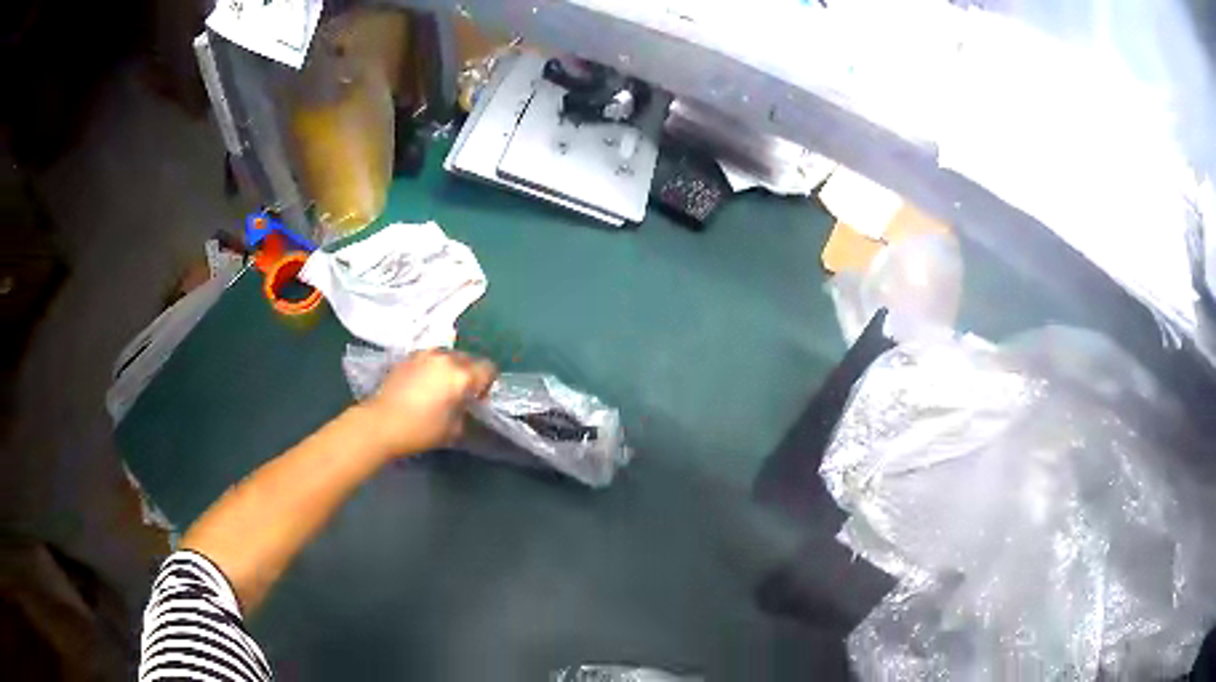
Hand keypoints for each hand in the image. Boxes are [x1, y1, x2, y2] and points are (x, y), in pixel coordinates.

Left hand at [361, 349, 497, 458]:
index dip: (487, 384)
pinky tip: (422, 384)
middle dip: (469, 374)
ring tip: (439, 387)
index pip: (488, 369)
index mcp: (461, 375)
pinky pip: (429, 357)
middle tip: (459, 394)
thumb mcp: (454, 429)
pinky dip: (432, 367)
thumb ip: (466, 413)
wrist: (381, 423)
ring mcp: (424, 354)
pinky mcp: (408, 357)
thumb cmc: (420, 430)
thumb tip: (465, 407)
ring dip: (449, 368)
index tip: (476, 400)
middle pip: (469, 359)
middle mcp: (445, 358)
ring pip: (448, 355)